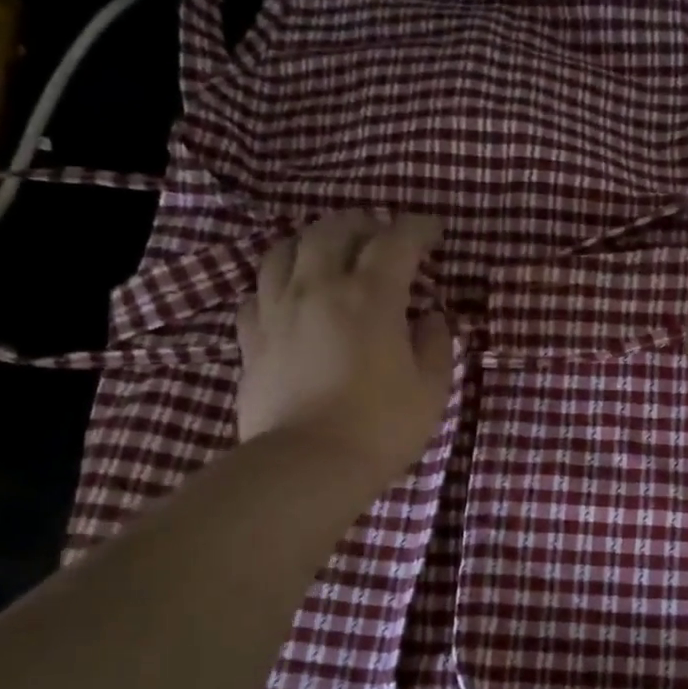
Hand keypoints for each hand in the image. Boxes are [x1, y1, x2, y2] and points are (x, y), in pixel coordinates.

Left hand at [235, 212, 453, 479]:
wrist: (307, 465)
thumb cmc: (380, 427)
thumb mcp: (430, 389)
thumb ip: (436, 345)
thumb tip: (430, 318)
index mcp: (370, 296)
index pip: (396, 241)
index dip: (418, 228)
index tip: (434, 230)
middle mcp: (318, 288)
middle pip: (332, 231)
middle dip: (361, 223)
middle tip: (379, 234)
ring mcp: (277, 311)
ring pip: (284, 251)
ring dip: (311, 241)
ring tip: (328, 252)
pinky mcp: (251, 339)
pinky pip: (257, 293)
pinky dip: (277, 284)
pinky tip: (288, 296)